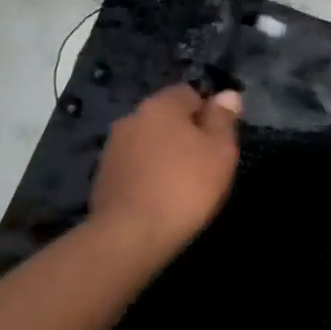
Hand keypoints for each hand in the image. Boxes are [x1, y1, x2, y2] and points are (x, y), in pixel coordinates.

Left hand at [87, 85, 241, 271]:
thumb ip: (223, 119)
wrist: (128, 236)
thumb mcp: (219, 152)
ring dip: (162, 154)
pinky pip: (133, 165)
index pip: (189, 93)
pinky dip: (145, 174)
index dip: (207, 113)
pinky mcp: (103, 175)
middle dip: (183, 134)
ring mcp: (113, 146)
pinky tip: (156, 198)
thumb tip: (228, 94)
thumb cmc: (183, 188)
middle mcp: (132, 116)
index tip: (218, 142)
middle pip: (166, 117)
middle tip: (202, 165)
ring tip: (179, 185)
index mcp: (161, 104)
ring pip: (148, 141)